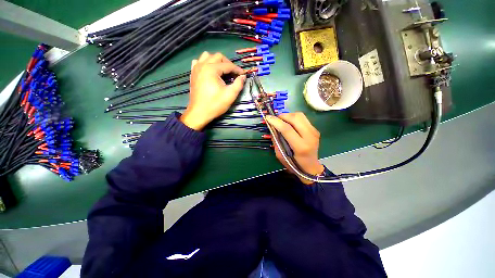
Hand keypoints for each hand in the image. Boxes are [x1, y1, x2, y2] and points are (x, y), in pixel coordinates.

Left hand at [180, 52, 245, 129]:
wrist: (199, 113)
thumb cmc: (215, 104)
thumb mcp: (230, 95)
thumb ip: (238, 84)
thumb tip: (243, 76)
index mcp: (211, 69)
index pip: (228, 65)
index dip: (237, 69)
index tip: (243, 75)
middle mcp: (202, 65)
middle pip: (218, 56)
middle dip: (228, 63)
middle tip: (233, 73)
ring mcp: (196, 69)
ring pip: (207, 56)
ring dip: (216, 61)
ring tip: (222, 71)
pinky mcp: (193, 74)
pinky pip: (198, 62)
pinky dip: (205, 63)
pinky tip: (209, 71)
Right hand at [265, 112, 324, 184]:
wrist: (311, 167)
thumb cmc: (294, 164)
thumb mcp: (280, 155)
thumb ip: (276, 140)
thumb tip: (272, 127)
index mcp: (301, 147)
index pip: (287, 129)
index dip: (276, 122)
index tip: (267, 117)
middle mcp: (310, 137)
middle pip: (295, 118)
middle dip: (282, 116)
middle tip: (275, 120)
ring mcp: (314, 132)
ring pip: (300, 115)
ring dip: (288, 115)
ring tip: (282, 121)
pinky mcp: (315, 129)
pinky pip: (303, 118)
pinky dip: (293, 118)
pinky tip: (290, 124)